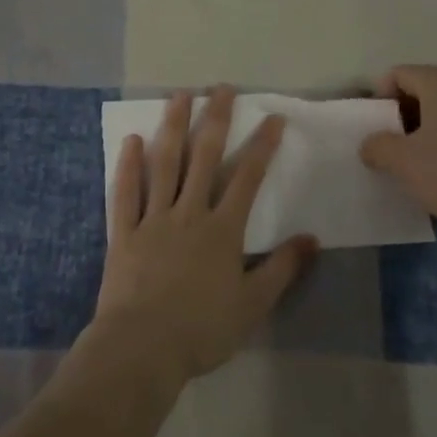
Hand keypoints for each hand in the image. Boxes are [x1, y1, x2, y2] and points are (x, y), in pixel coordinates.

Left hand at [87, 87, 316, 389]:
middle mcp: (188, 213)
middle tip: (221, 88)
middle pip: (204, 157)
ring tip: (179, 96)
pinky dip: (128, 165)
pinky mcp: (124, 231)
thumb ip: (282, 269)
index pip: (247, 178)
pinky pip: (126, 192)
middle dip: (215, 120)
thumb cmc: (202, 330)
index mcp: (222, 230)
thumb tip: (311, 238)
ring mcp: (153, 218)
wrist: (143, 348)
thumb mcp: (253, 305)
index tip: (273, 117)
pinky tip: (132, 139)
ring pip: (164, 164)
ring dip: (173, 127)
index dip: (262, 145)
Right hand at [360, 65, 436, 238]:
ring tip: (421, 160)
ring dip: (429, 127)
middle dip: (404, 113)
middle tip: (394, 145)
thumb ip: (377, 146)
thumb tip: (371, 145)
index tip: (376, 129)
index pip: (398, 74)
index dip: (380, 98)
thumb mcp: (401, 162)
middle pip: (424, 87)